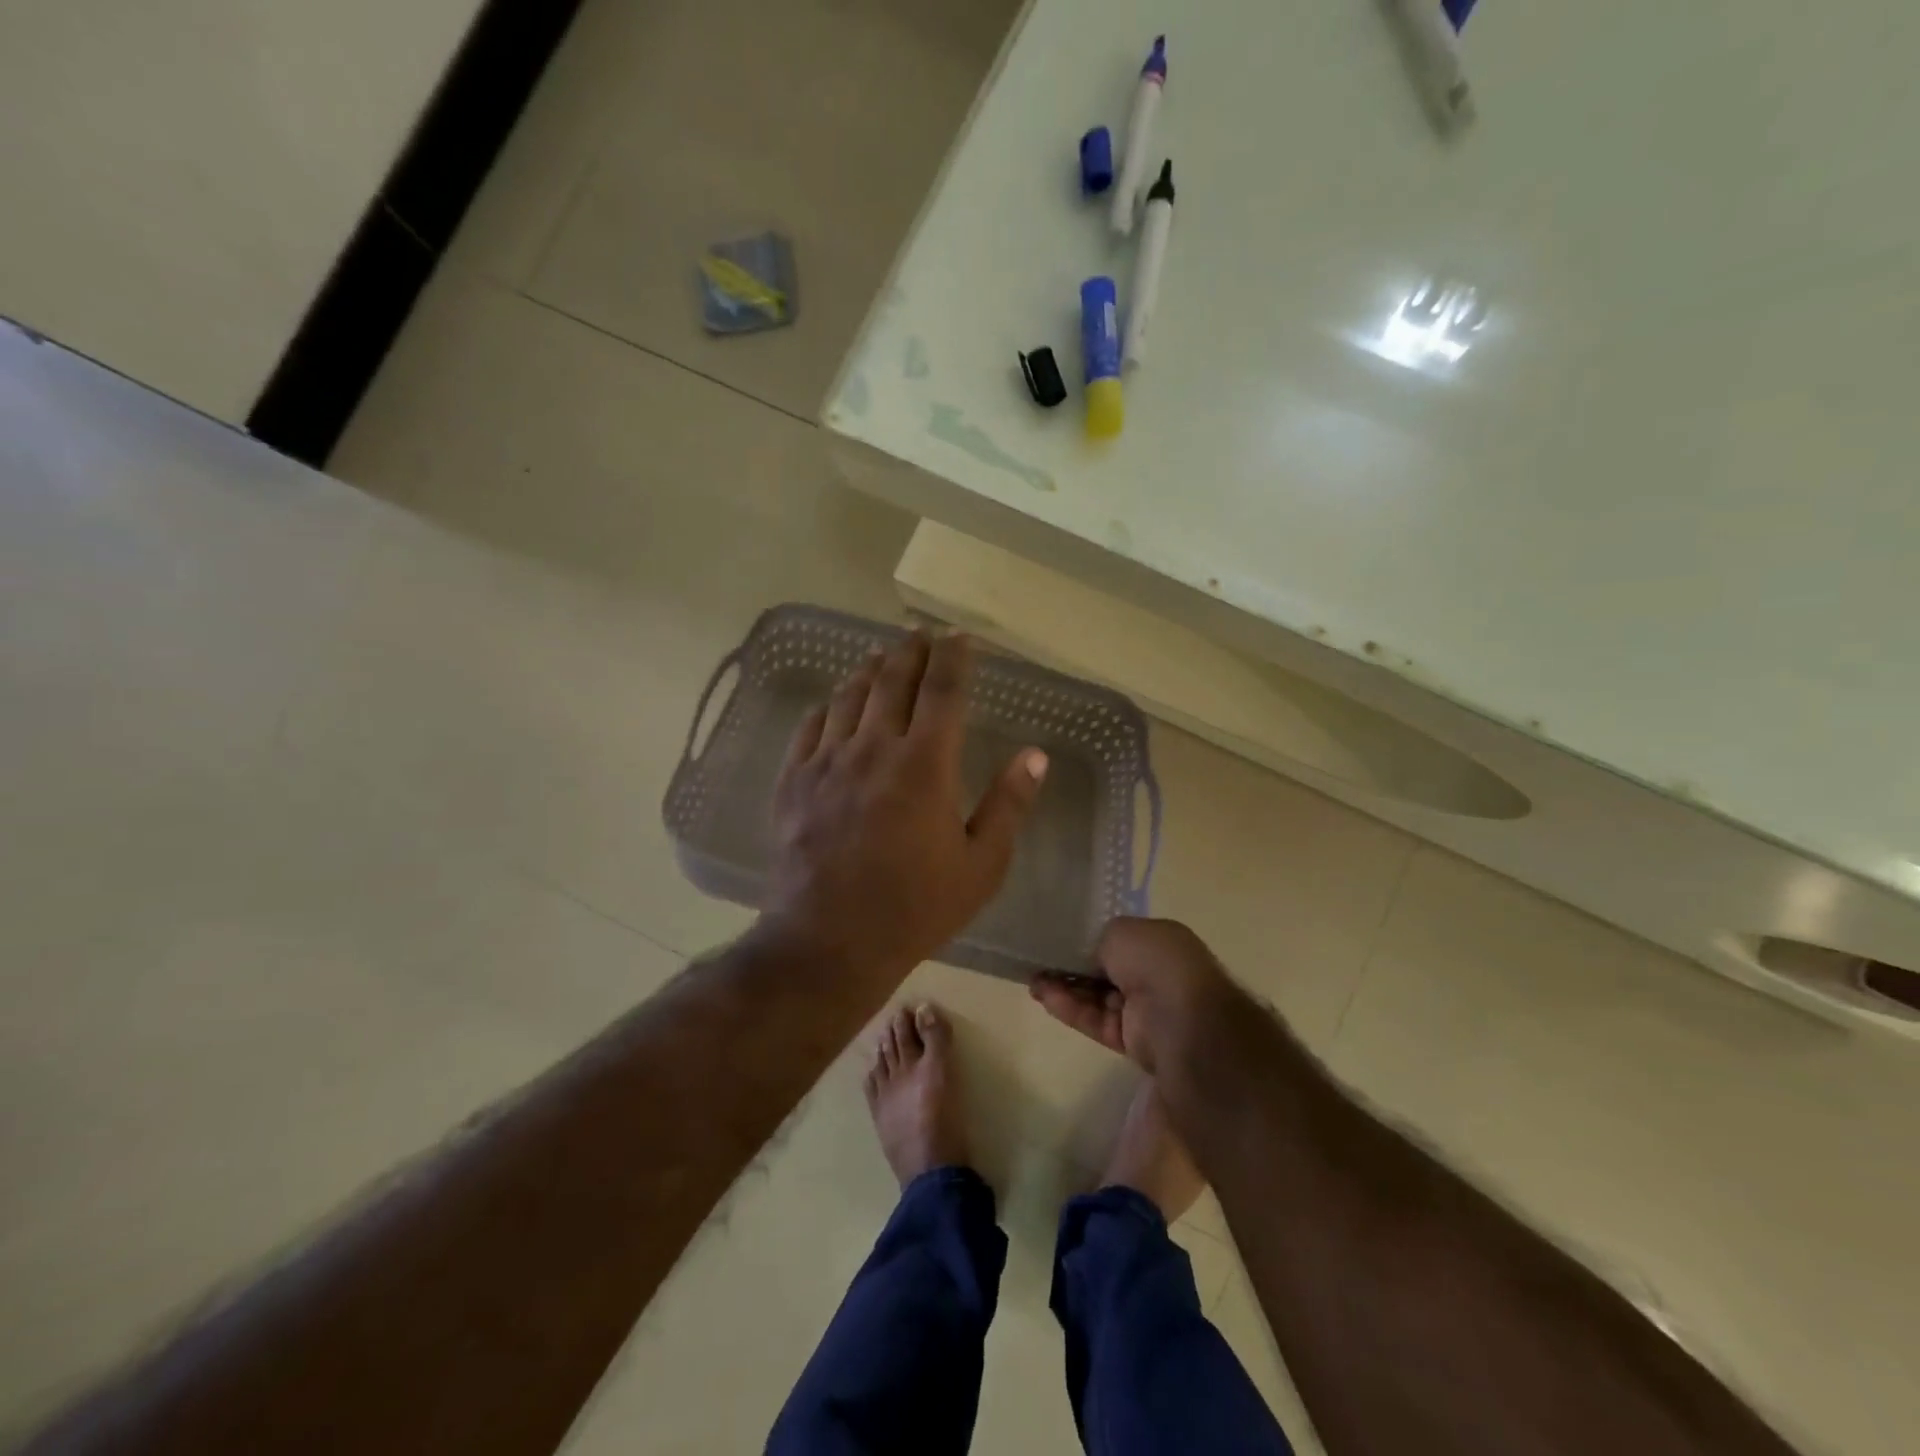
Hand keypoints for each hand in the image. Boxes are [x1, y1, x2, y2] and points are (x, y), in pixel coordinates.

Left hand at [761, 630, 1047, 980]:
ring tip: (880, 655)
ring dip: (869, 670)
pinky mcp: (794, 781)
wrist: (829, 941)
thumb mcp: (981, 866)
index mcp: (925, 765)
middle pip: (892, 681)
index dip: (953, 657)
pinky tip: (835, 701)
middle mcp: (873, 749)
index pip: (943, 690)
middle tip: (920, 635)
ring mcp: (827, 762)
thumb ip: (1009, 805)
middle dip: (910, 652)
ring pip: (849, 696)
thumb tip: (1035, 755)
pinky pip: (810, 727)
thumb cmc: (915, 908)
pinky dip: (828, 705)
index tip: (959, 636)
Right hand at [1031, 917, 1243, 1073]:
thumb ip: (1100, 940)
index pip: (1120, 942)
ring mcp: (1145, 1010)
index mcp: (1160, 944)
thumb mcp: (1122, 931)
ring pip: (1097, 998)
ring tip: (1032, 981)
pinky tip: (1045, 998)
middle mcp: (1155, 975)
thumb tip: (1091, 959)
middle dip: (1073, 968)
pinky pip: (1096, 1021)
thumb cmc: (1156, 962)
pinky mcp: (1132, 1041)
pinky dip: (1071, 1009)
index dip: (1089, 943)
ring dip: (1066, 989)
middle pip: (1106, 971)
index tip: (1059, 942)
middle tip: (1039, 964)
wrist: (1182, 1020)